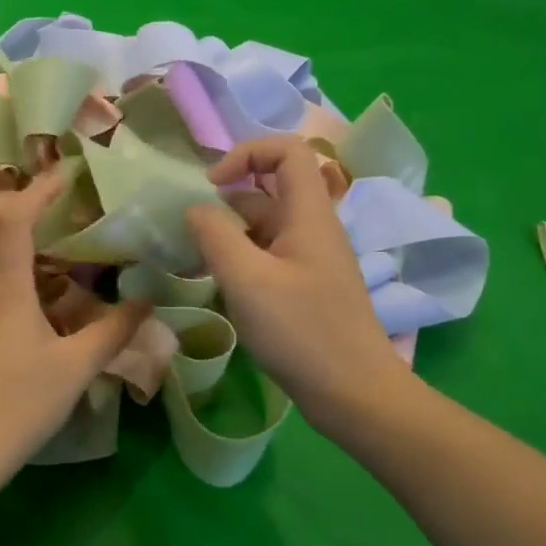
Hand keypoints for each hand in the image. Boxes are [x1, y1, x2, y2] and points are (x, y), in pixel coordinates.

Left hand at [0, 173, 146, 486]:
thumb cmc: (19, 406)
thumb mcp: (75, 370)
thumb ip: (113, 332)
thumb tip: (146, 302)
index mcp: (4, 289)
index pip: (14, 219)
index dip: (37, 191)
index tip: (64, 175)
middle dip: (17, 203)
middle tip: (52, 204)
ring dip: (5, 237)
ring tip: (42, 248)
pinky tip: (17, 299)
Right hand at [186, 138, 413, 435]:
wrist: (354, 394)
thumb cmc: (301, 331)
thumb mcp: (247, 279)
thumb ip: (215, 235)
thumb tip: (195, 208)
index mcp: (309, 214)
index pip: (287, 150)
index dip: (246, 153)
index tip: (212, 185)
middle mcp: (312, 228)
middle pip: (269, 188)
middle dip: (226, 199)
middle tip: (192, 230)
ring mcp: (310, 259)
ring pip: (264, 226)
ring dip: (229, 233)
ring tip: (195, 260)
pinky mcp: (305, 287)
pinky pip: (268, 256)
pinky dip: (240, 260)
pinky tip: (219, 285)